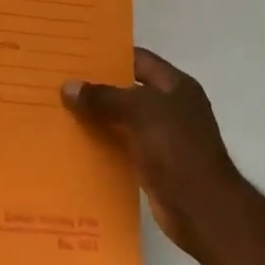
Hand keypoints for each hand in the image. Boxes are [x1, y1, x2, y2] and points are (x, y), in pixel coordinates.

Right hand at [63, 47, 242, 255]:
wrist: (202, 209)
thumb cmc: (176, 148)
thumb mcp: (139, 111)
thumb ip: (103, 97)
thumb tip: (68, 86)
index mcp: (176, 86)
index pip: (139, 60)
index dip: (110, 55)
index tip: (77, 55)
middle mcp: (172, 108)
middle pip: (129, 90)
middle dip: (98, 88)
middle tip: (62, 82)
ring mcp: (164, 138)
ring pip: (123, 120)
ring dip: (98, 117)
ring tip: (61, 109)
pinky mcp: (154, 165)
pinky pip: (123, 146)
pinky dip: (104, 143)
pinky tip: (76, 141)